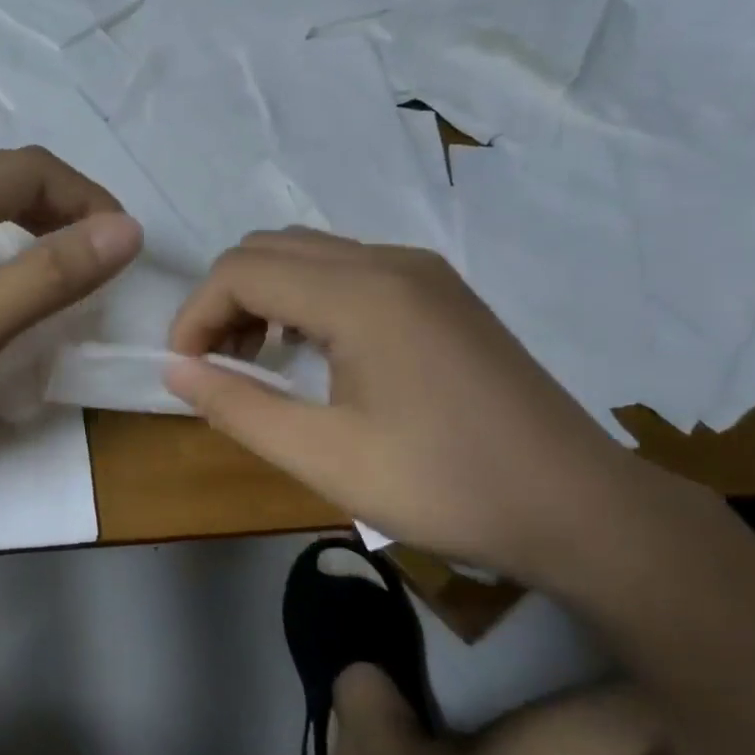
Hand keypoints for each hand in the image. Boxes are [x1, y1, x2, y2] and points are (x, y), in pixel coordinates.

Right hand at [163, 229, 658, 583]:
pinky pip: (347, 270)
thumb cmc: (445, 486)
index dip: (196, 315)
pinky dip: (305, 299)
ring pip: (308, 254)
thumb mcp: (325, 458)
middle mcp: (390, 261)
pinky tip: (314, 354)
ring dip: (264, 296)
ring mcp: (421, 271)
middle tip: (219, 367)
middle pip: (270, 248)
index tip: (186, 370)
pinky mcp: (440, 291)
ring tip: (260, 362)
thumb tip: (174, 370)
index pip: (242, 270)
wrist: (579, 506)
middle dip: (225, 300)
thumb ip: (238, 407)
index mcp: (362, 294)